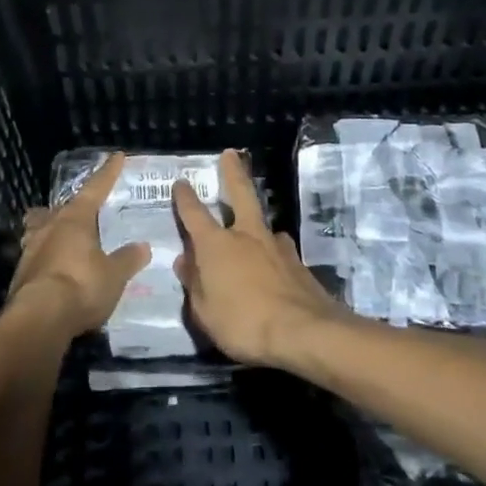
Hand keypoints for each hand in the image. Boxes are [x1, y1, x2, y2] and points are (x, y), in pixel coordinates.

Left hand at [8, 152, 150, 338]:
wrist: (39, 318)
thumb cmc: (82, 286)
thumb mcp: (114, 275)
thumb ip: (128, 259)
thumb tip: (143, 246)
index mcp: (75, 219)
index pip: (95, 189)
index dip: (107, 174)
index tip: (116, 157)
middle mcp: (50, 227)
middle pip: (60, 208)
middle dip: (72, 206)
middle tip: (82, 209)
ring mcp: (30, 249)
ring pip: (39, 228)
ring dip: (49, 228)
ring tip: (59, 234)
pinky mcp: (20, 274)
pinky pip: (34, 255)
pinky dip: (45, 256)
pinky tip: (52, 267)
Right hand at [173, 150, 346, 367]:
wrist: (304, 332)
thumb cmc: (243, 323)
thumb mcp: (204, 312)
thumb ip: (194, 284)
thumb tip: (185, 261)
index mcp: (216, 245)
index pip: (194, 214)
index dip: (185, 198)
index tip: (181, 182)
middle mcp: (246, 236)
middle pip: (240, 194)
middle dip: (233, 173)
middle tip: (231, 154)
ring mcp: (276, 247)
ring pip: (263, 223)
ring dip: (256, 219)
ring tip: (254, 226)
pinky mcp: (298, 263)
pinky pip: (279, 249)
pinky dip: (272, 251)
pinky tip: (274, 261)